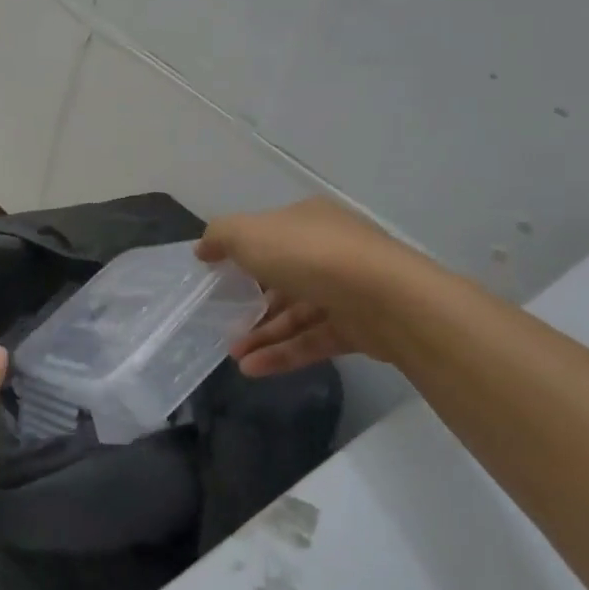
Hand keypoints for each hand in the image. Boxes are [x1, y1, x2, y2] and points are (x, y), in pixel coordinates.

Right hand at [195, 198, 412, 373]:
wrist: (384, 297)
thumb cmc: (309, 254)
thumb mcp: (249, 233)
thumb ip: (221, 237)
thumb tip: (204, 248)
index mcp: (308, 220)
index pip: (271, 234)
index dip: (243, 253)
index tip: (217, 275)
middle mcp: (330, 250)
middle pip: (284, 276)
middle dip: (252, 301)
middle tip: (224, 322)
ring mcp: (348, 290)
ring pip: (298, 312)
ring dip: (264, 333)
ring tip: (234, 356)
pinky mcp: (360, 328)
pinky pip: (314, 340)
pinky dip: (284, 353)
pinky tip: (253, 369)